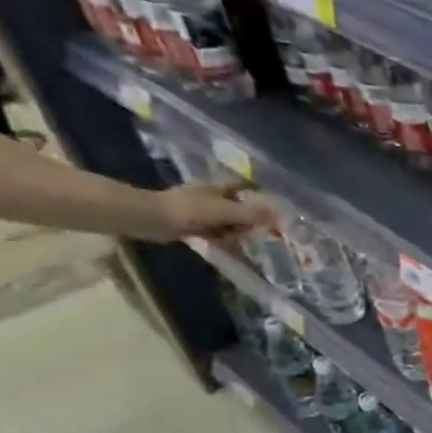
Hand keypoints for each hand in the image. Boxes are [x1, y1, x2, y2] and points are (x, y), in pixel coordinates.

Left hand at [142, 181, 273, 241]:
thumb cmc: (189, 210)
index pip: (245, 186)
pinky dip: (222, 239)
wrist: (151, 219)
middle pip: (241, 207)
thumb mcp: (225, 211)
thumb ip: (252, 214)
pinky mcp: (194, 224)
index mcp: (219, 187)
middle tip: (253, 232)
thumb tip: (279, 215)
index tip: (274, 208)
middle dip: (249, 220)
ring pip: (230, 222)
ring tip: (234, 242)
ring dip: (235, 233)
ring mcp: (202, 210)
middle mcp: (212, 196)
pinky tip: (223, 246)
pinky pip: (217, 232)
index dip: (260, 193)